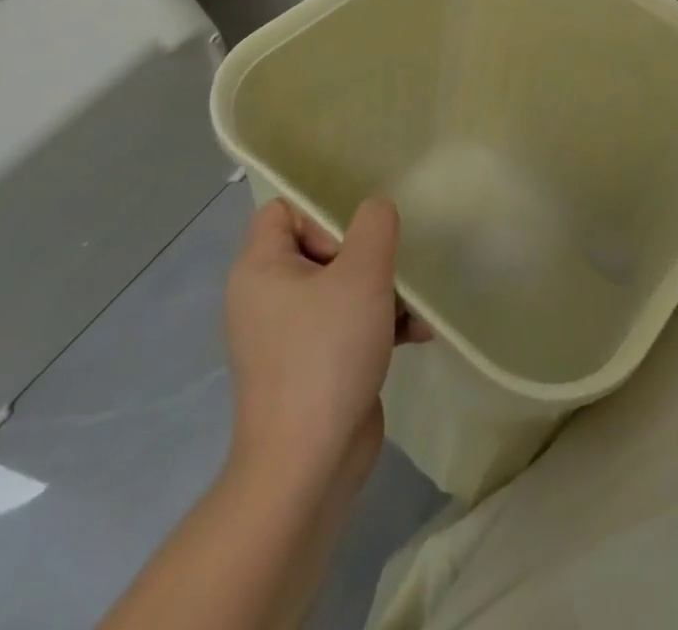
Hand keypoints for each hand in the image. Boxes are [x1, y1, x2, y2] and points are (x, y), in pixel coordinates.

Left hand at [222, 197, 425, 507]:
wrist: (307, 466)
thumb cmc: (327, 354)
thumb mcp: (362, 273)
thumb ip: (375, 225)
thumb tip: (376, 210)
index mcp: (261, 268)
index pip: (283, 209)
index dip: (322, 212)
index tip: (356, 239)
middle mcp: (267, 296)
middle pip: (321, 245)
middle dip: (367, 255)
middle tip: (388, 271)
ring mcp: (288, 334)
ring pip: (341, 286)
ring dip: (383, 290)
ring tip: (414, 307)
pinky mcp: (312, 364)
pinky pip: (347, 323)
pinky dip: (379, 323)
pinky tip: (417, 334)